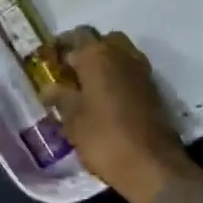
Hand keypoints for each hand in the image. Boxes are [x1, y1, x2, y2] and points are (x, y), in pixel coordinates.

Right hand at [40, 28, 194, 202]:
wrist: (153, 166)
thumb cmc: (105, 138)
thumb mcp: (73, 120)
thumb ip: (60, 97)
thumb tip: (49, 87)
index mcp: (98, 55)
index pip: (76, 35)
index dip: (60, 46)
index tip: (49, 61)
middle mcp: (122, 54)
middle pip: (102, 41)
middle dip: (86, 52)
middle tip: (70, 73)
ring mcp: (142, 71)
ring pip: (119, 55)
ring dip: (104, 65)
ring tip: (86, 88)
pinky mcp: (154, 89)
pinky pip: (130, 72)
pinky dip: (118, 78)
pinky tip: (105, 100)